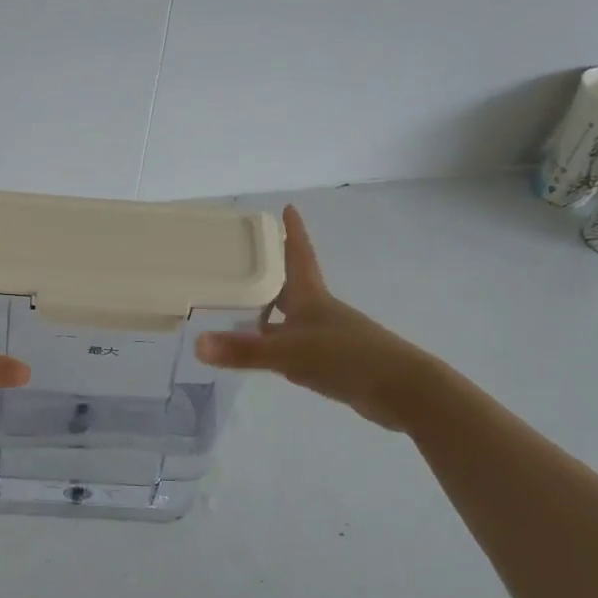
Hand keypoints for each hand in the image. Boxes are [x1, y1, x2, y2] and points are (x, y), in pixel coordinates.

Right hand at [194, 205, 439, 430]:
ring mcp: (328, 337)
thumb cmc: (347, 357)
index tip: (287, 207)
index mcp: (312, 297)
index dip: (293, 232)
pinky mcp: (332, 362)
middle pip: (291, 285)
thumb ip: (244, 351)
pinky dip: (278, 344)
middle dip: (271, 273)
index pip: (299, 255)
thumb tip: (197, 344)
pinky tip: (266, 354)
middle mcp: (319, 312)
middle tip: (243, 261)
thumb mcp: (290, 353)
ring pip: (291, 317)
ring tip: (240, 309)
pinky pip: (297, 345)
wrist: (400, 390)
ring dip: (270, 311)